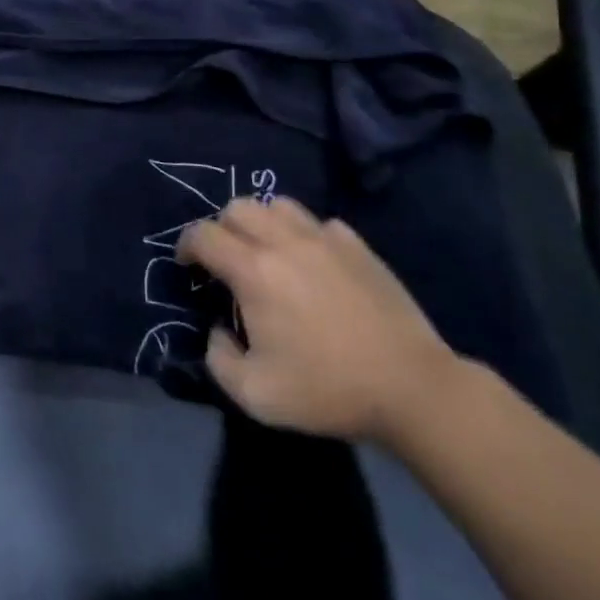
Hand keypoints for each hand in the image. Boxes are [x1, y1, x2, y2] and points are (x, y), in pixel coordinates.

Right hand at [177, 197, 459, 445]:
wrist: (413, 390)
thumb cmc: (328, 390)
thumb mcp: (255, 394)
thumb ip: (218, 358)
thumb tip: (219, 330)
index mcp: (253, 271)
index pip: (202, 235)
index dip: (186, 246)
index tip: (188, 268)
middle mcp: (284, 242)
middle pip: (236, 208)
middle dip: (221, 229)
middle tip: (225, 260)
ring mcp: (325, 240)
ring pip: (277, 205)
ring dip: (261, 223)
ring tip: (265, 252)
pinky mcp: (358, 247)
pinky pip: (319, 223)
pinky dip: (304, 235)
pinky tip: (311, 263)